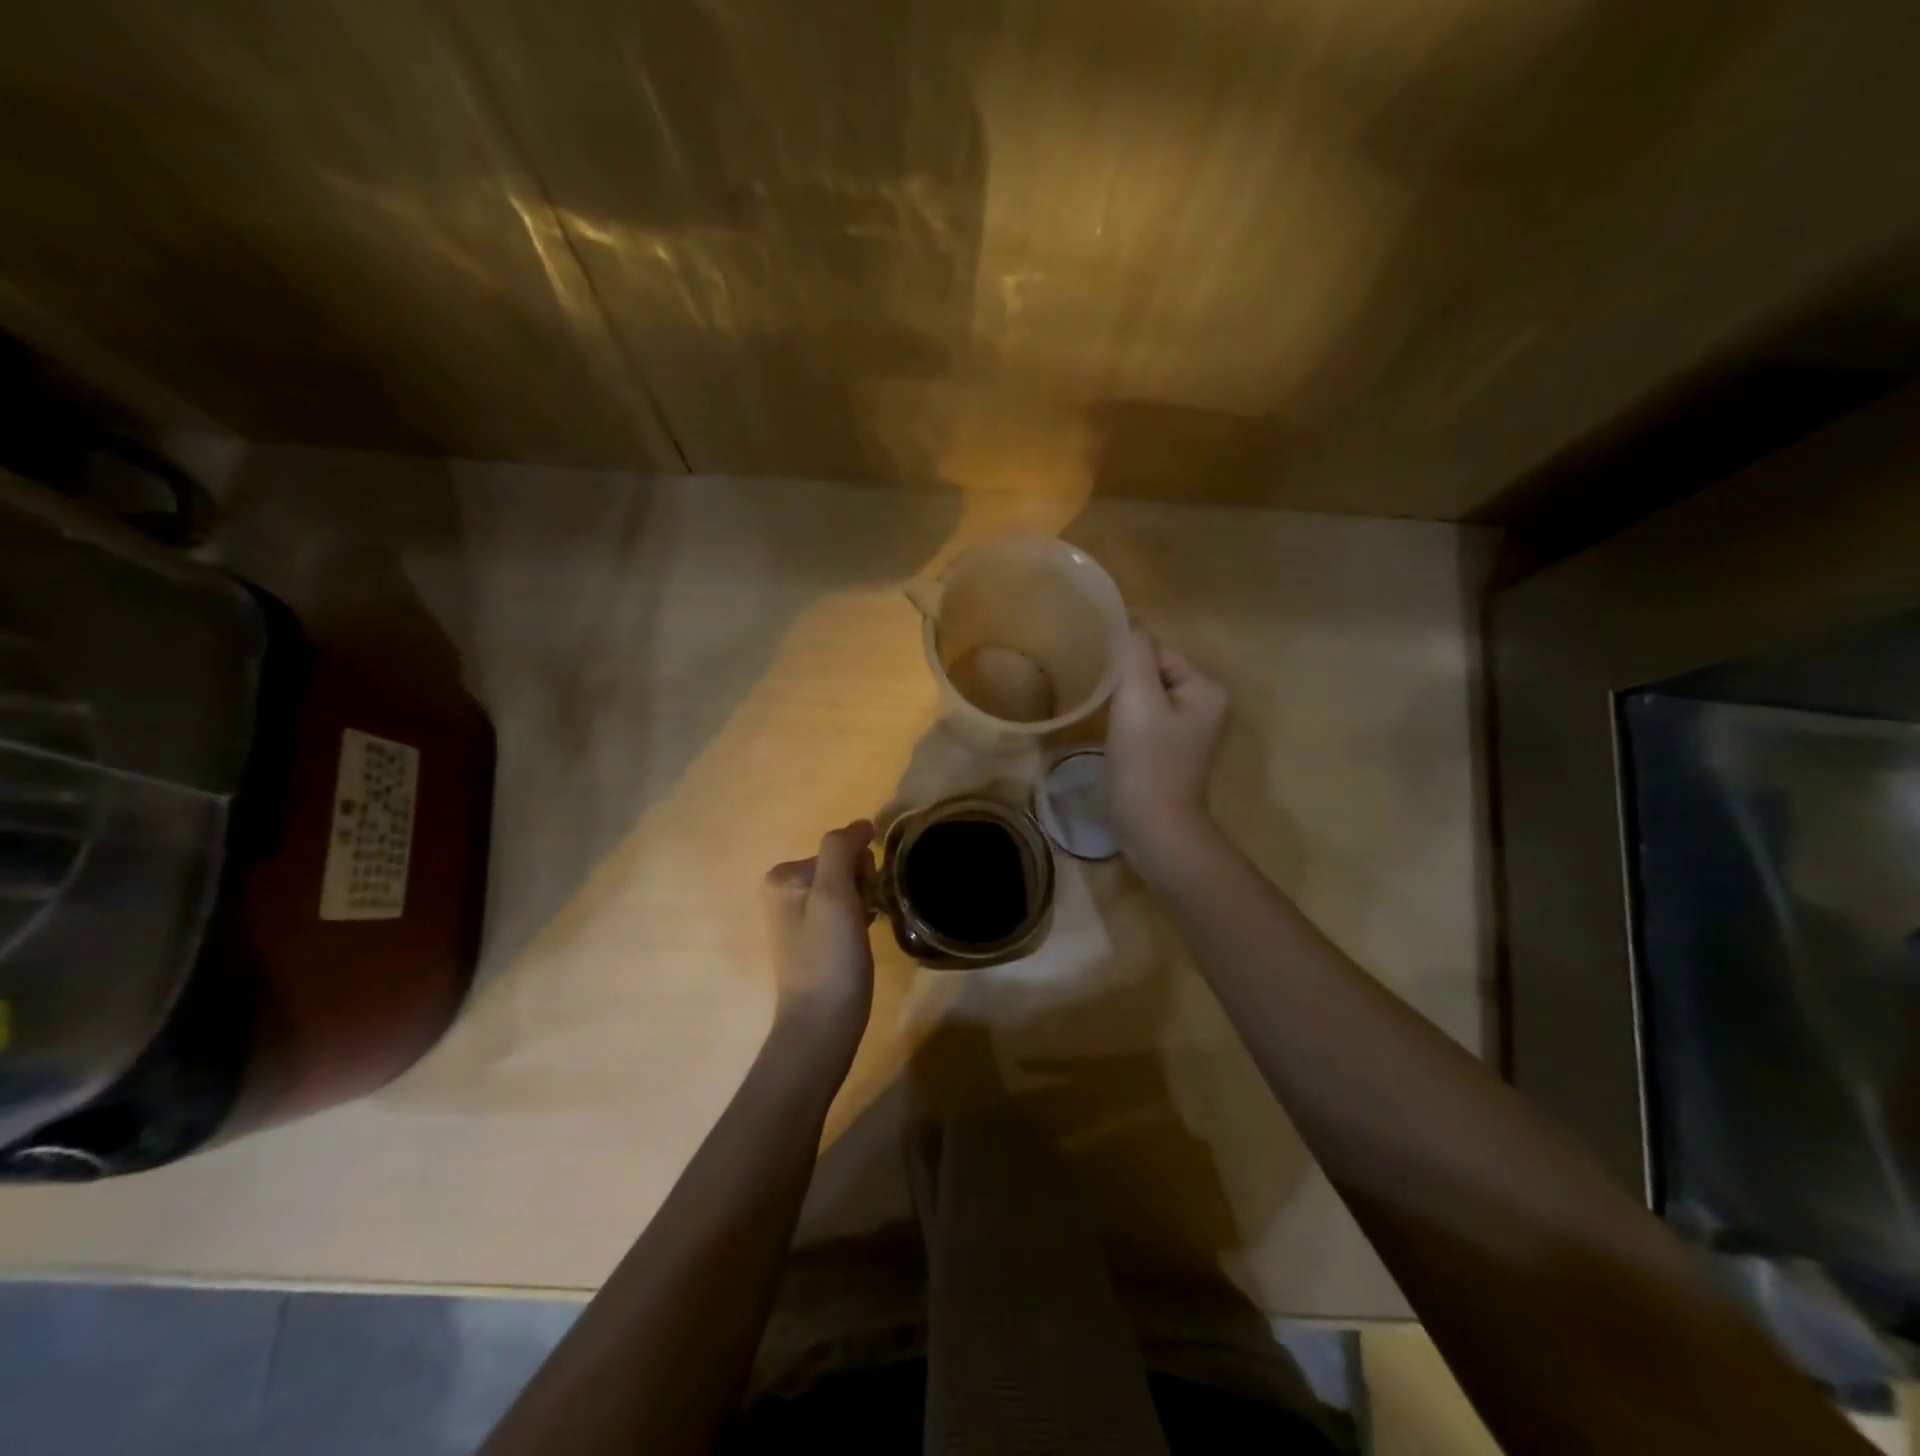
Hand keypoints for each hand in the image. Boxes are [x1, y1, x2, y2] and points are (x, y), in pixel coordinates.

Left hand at [765, 821, 876, 1053]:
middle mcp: (784, 892)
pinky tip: (859, 942)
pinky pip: (845, 911)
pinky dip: (859, 919)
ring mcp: (798, 918)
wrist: (823, 1022)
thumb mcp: (834, 893)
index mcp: (783, 876)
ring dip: (863, 903)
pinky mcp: (813, 941)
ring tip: (861, 933)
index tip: (863, 898)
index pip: (840, 848)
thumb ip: (841, 849)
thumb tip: (861, 825)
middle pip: (843, 866)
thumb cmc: (830, 955)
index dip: (861, 868)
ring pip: (848, 889)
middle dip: (861, 885)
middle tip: (861, 918)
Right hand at [1106, 628, 1228, 879]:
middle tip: (1097, 698)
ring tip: (1101, 716)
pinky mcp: (1172, 753)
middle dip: (1124, 682)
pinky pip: (1146, 721)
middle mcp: (1207, 705)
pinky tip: (1112, 737)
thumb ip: (1134, 653)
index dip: (1125, 663)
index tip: (1099, 679)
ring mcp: (1191, 732)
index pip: (1157, 652)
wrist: (1154, 828)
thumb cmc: (1146, 761)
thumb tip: (1127, 621)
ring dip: (1122, 702)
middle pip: (1153, 673)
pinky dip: (1127, 723)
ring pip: (1146, 698)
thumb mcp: (1137, 698)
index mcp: (1207, 688)